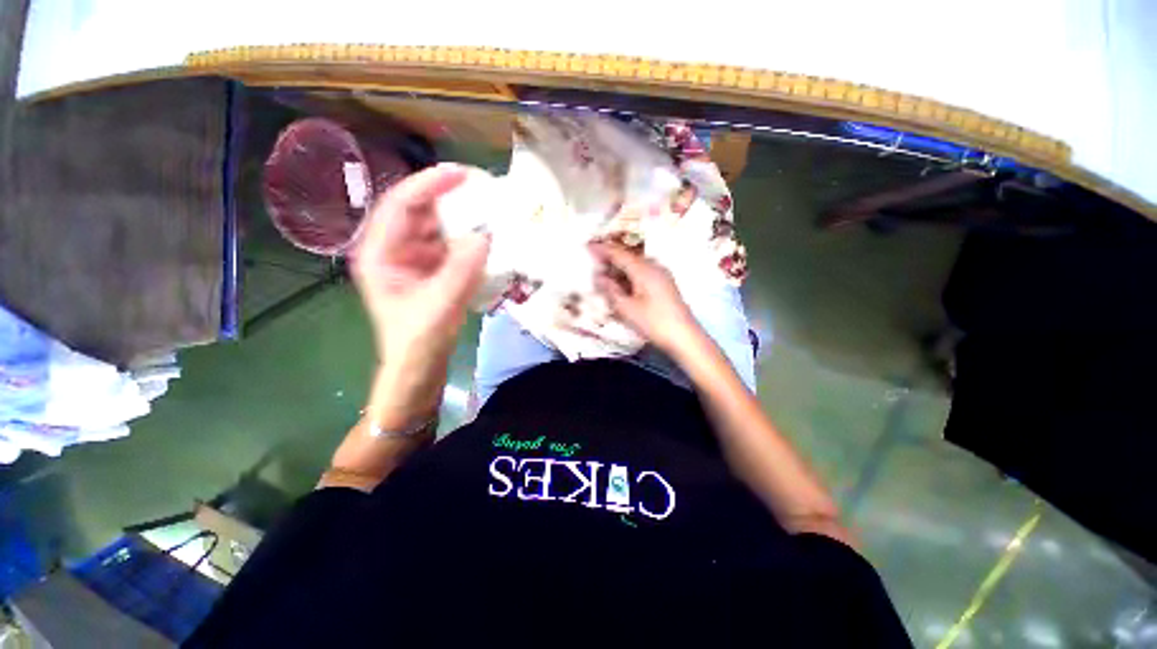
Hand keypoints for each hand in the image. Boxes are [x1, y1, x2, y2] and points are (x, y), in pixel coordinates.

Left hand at [352, 164, 489, 417]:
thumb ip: (461, 270)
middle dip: (448, 196)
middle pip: (419, 210)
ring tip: (488, 208)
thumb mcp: (439, 306)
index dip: (430, 184)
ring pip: (437, 225)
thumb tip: (485, 236)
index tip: (462, 174)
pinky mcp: (432, 269)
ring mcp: (415, 258)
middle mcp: (394, 249)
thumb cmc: (417, 341)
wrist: (420, 366)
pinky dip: (467, 237)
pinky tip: (485, 235)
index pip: (401, 205)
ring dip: (461, 217)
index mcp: (379, 253)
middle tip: (481, 187)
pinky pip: (450, 244)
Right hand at [589, 241, 700, 353]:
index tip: (588, 245)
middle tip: (593, 262)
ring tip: (604, 274)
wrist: (684, 338)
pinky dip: (629, 276)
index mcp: (644, 269)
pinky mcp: (664, 285)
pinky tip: (622, 284)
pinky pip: (643, 273)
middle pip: (628, 257)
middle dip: (610, 258)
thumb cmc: (654, 323)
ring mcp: (661, 275)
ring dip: (620, 268)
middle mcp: (654, 267)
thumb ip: (611, 290)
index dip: (602, 249)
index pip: (619, 254)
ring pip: (636, 265)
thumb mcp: (627, 309)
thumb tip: (599, 276)